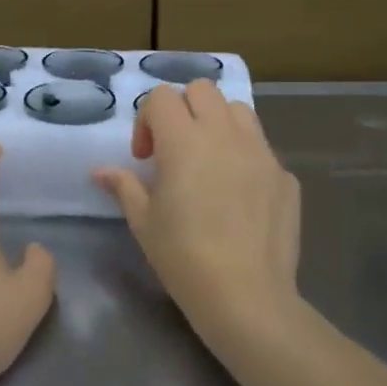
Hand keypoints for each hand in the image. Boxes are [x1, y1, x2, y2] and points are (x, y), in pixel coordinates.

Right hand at [93, 81, 301, 336]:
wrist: (246, 295)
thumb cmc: (183, 256)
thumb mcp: (143, 222)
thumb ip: (123, 186)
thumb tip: (100, 171)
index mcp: (184, 140)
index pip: (162, 96)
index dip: (147, 120)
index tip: (144, 158)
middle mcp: (225, 134)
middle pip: (202, 90)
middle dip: (182, 109)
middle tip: (174, 150)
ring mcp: (261, 152)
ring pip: (238, 110)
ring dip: (217, 123)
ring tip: (209, 162)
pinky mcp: (285, 176)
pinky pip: (262, 149)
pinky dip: (245, 157)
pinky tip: (238, 197)